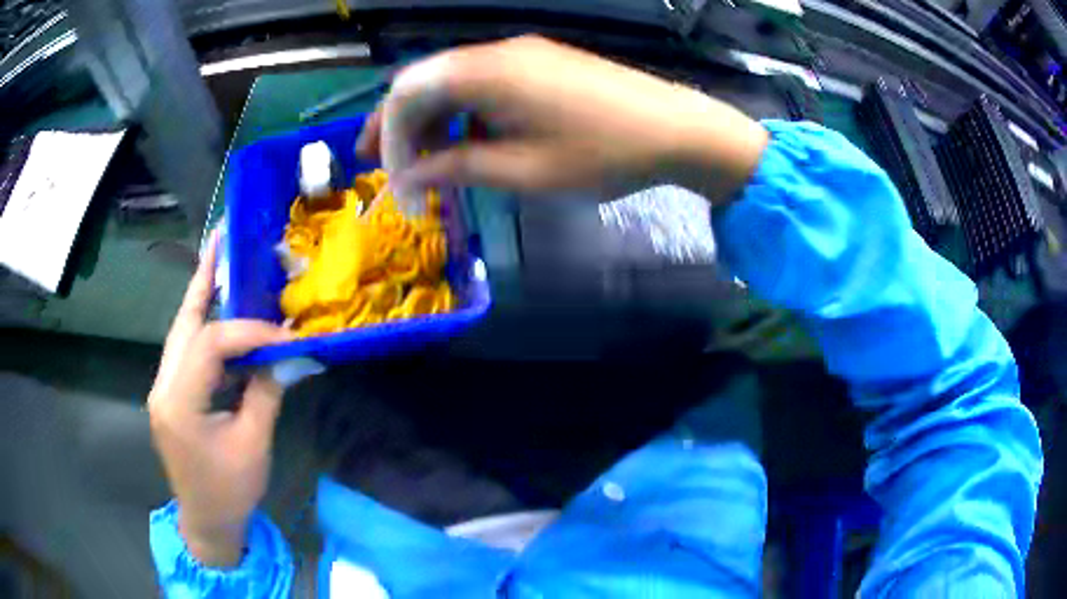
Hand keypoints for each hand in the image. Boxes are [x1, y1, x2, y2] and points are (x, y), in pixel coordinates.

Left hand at [148, 234, 291, 567]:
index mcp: (179, 402)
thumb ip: (265, 394)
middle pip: (183, 323)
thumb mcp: (253, 446)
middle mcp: (163, 386)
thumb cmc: (230, 492)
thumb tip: (282, 356)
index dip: (248, 331)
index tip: (283, 334)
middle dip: (204, 280)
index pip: (210, 344)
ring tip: (220, 264)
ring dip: (201, 299)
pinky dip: (204, 330)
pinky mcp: (170, 396)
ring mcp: (163, 389)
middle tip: (222, 241)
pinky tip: (218, 314)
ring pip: (181, 333)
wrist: (207, 523)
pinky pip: (186, 353)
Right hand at [357, 35, 767, 202]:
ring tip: (429, 164)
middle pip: (426, 82)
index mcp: (486, 73)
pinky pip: (485, 84)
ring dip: (434, 121)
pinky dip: (466, 113)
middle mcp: (496, 53)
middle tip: (388, 166)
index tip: (390, 179)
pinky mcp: (541, 63)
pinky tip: (470, 143)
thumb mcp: (525, 171)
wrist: (677, 130)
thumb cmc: (603, 154)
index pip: (407, 93)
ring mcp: (521, 54)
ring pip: (454, 82)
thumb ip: (459, 167)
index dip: (389, 136)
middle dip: (401, 125)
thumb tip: (413, 174)